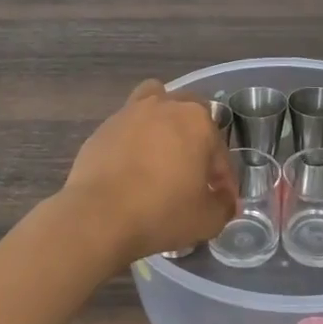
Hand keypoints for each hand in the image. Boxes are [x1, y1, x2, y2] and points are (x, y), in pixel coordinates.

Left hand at [62, 80, 237, 270]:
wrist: (98, 217)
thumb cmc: (162, 213)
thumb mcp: (208, 219)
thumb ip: (223, 205)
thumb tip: (224, 199)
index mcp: (197, 121)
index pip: (219, 150)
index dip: (223, 178)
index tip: (220, 199)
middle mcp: (164, 106)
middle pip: (188, 112)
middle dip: (195, 137)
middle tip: (192, 171)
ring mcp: (129, 114)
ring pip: (153, 104)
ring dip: (161, 123)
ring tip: (160, 155)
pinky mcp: (102, 129)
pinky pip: (126, 128)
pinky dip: (133, 141)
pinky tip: (131, 169)